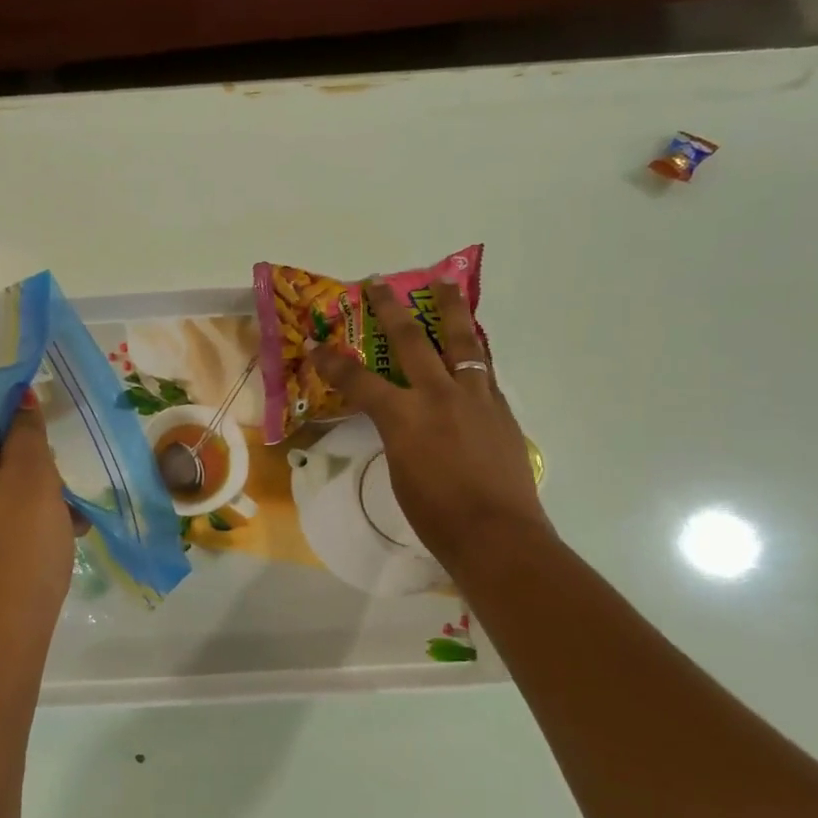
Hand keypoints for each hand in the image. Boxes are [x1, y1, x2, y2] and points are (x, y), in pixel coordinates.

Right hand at [310, 277, 551, 572]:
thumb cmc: (437, 516)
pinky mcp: (500, 407)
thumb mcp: (400, 472)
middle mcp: (439, 395)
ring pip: (462, 341)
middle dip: (390, 309)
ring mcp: (475, 397)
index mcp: (404, 418)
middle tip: (379, 283)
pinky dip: (472, 350)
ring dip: (450, 309)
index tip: (317, 344)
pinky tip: (470, 345)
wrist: (498, 535)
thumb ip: (397, 435)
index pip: (359, 380)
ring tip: (445, 284)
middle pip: (411, 340)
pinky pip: (483, 367)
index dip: (334, 361)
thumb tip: (401, 420)